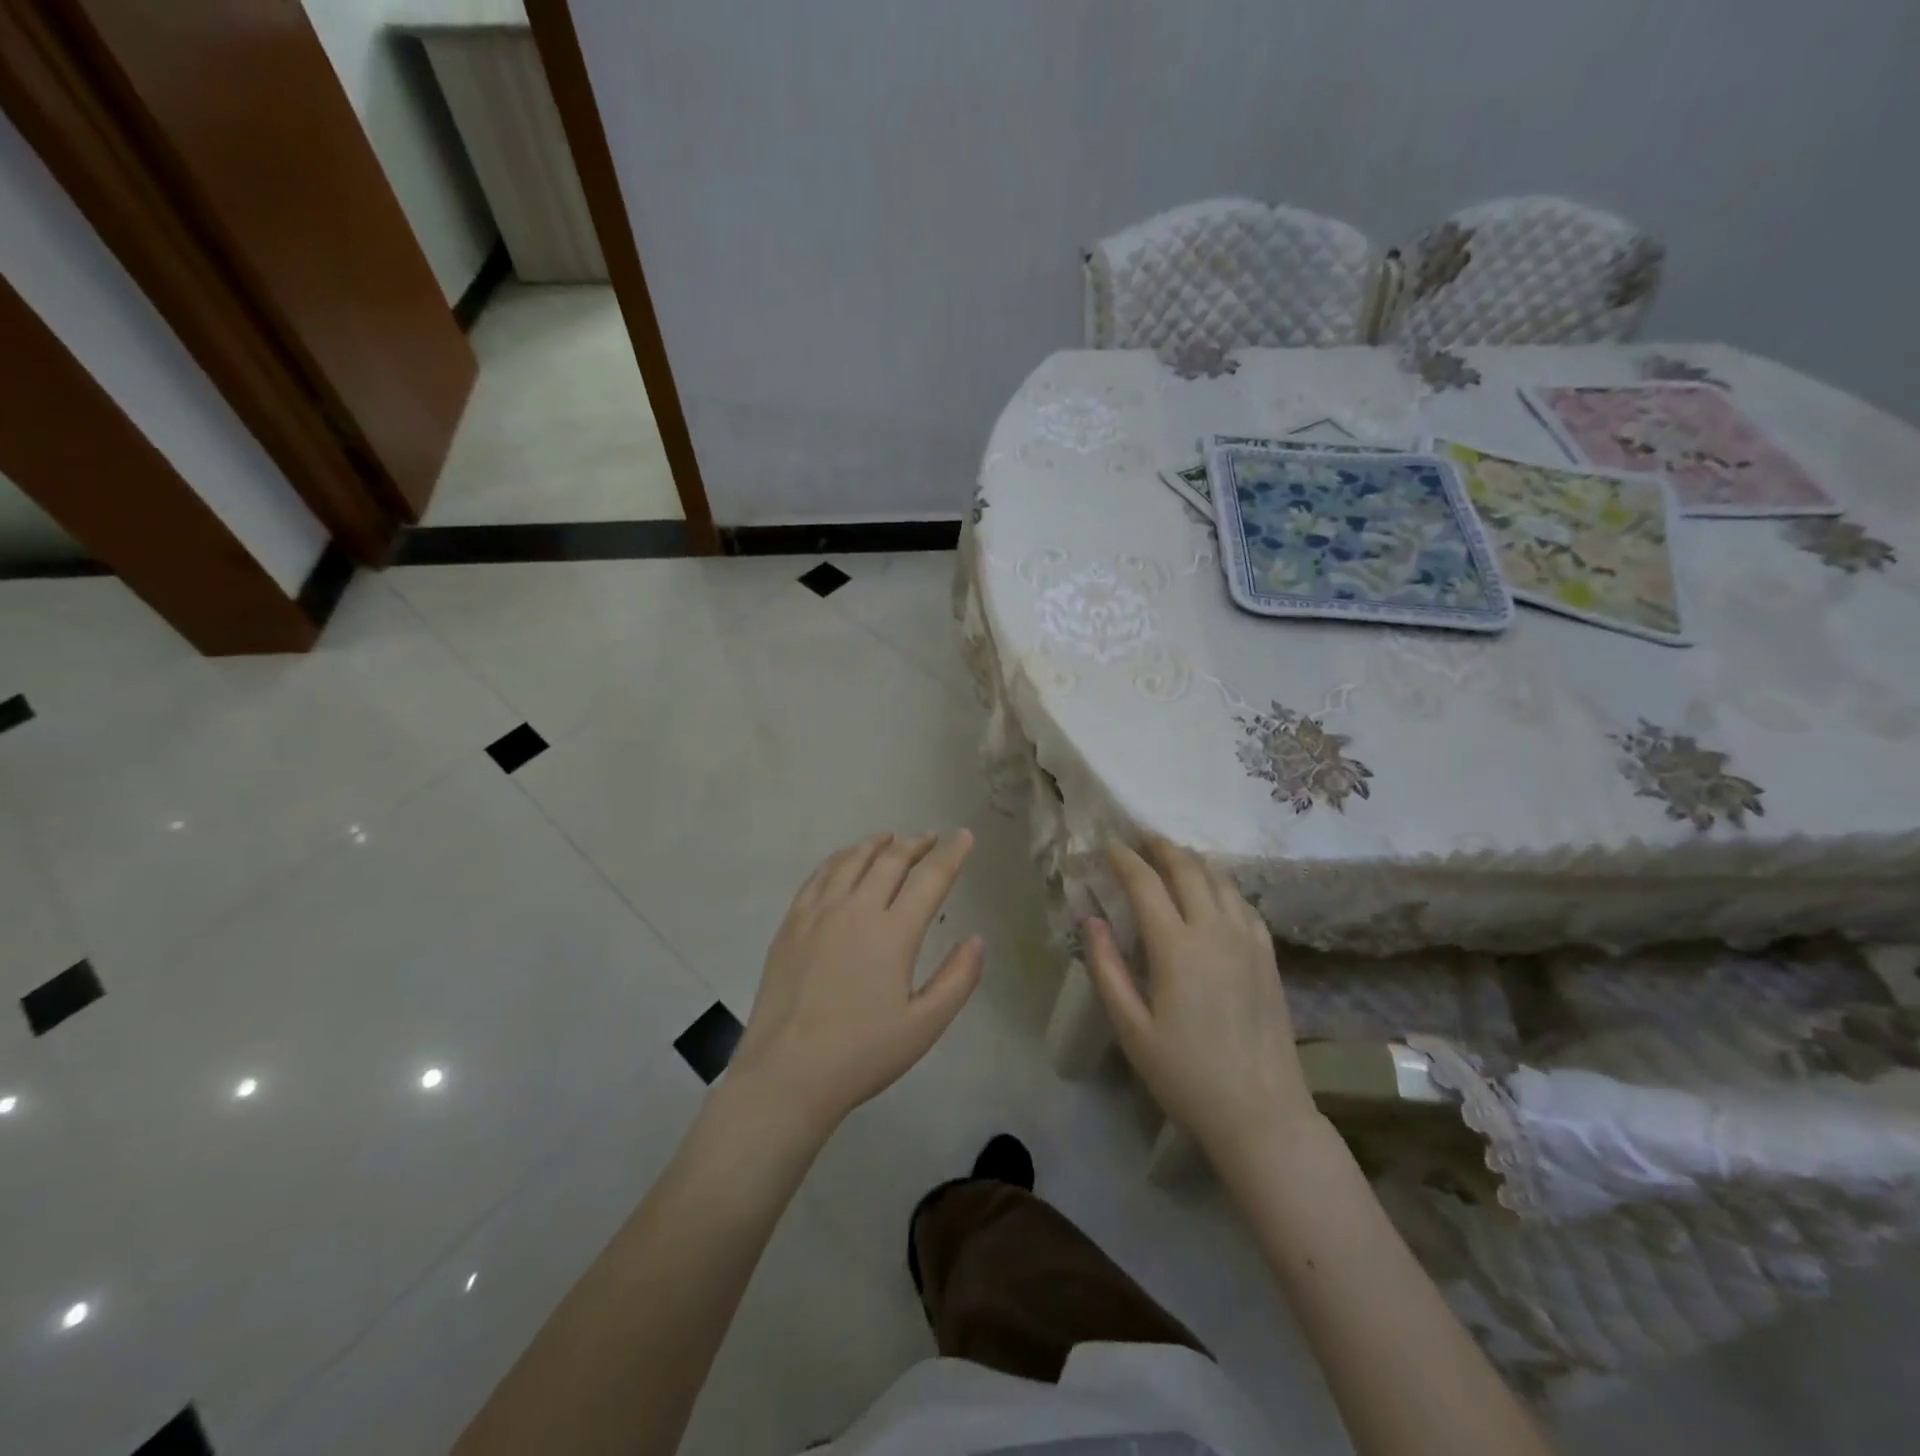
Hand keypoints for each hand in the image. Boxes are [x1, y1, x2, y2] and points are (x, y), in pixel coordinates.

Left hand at [730, 831, 982, 1136]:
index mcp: (894, 932)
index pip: (930, 877)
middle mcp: (857, 909)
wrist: (787, 1073)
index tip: (964, 836)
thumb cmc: (862, 1054)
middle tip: (932, 838)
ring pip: (852, 860)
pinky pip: (819, 875)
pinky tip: (845, 860)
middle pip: (891, 860)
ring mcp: (819, 912)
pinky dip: (840, 858)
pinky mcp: (791, 923)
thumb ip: (957, 979)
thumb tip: (976, 940)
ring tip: (891, 838)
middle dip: (916, 843)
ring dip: (877, 844)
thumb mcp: (924, 1026)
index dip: (951, 853)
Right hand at [1084, 838, 1313, 1162]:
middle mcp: (1215, 931)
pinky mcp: (1268, 956)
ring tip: (1175, 858)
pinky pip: (1244, 903)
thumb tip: (1091, 919)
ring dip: (1194, 862)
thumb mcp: (1132, 1028)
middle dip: (1162, 848)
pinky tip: (1216, 893)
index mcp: (1176, 947)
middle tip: (1142, 839)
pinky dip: (1223, 886)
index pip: (1146, 883)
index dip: (1124, 859)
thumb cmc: (1186, 1075)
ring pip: (1220, 880)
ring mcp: (1248, 941)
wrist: (1262, 1113)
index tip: (1108, 845)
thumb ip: (1106, 968)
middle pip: (1188, 869)